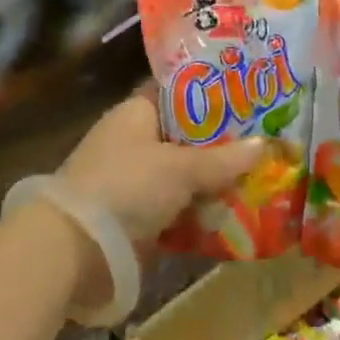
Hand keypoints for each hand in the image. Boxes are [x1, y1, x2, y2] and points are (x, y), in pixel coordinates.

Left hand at [53, 91, 265, 305]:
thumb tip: (264, 146)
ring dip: (213, 181)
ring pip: (183, 175)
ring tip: (260, 177)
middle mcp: (133, 141)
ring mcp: (133, 181)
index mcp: (136, 113)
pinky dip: (200, 212)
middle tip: (265, 140)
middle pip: (185, 136)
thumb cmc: (127, 186)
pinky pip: (177, 208)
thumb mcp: (180, 168)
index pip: (177, 92)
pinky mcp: (136, 217)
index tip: (247, 95)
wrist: (74, 247)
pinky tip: (234, 213)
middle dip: (221, 143)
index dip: (210, 92)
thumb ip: (222, 159)